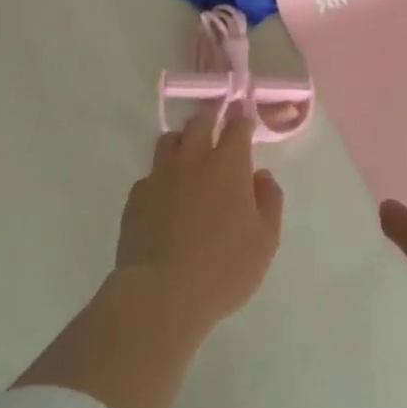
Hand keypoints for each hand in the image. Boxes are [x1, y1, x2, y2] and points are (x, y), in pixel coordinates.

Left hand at [116, 107, 284, 331]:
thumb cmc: (223, 268)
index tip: (244, 113)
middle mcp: (193, 160)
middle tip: (216, 114)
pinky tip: (165, 193)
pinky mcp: (136, 197)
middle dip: (211, 114)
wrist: (160, 294)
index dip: (242, 117)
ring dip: (183, 139)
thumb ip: (269, 201)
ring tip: (189, 149)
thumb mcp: (265, 241)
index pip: (237, 126)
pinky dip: (161, 175)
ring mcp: (160, 176)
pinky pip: (150, 174)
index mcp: (228, 165)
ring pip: (169, 140)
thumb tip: (261, 176)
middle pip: (200, 122)